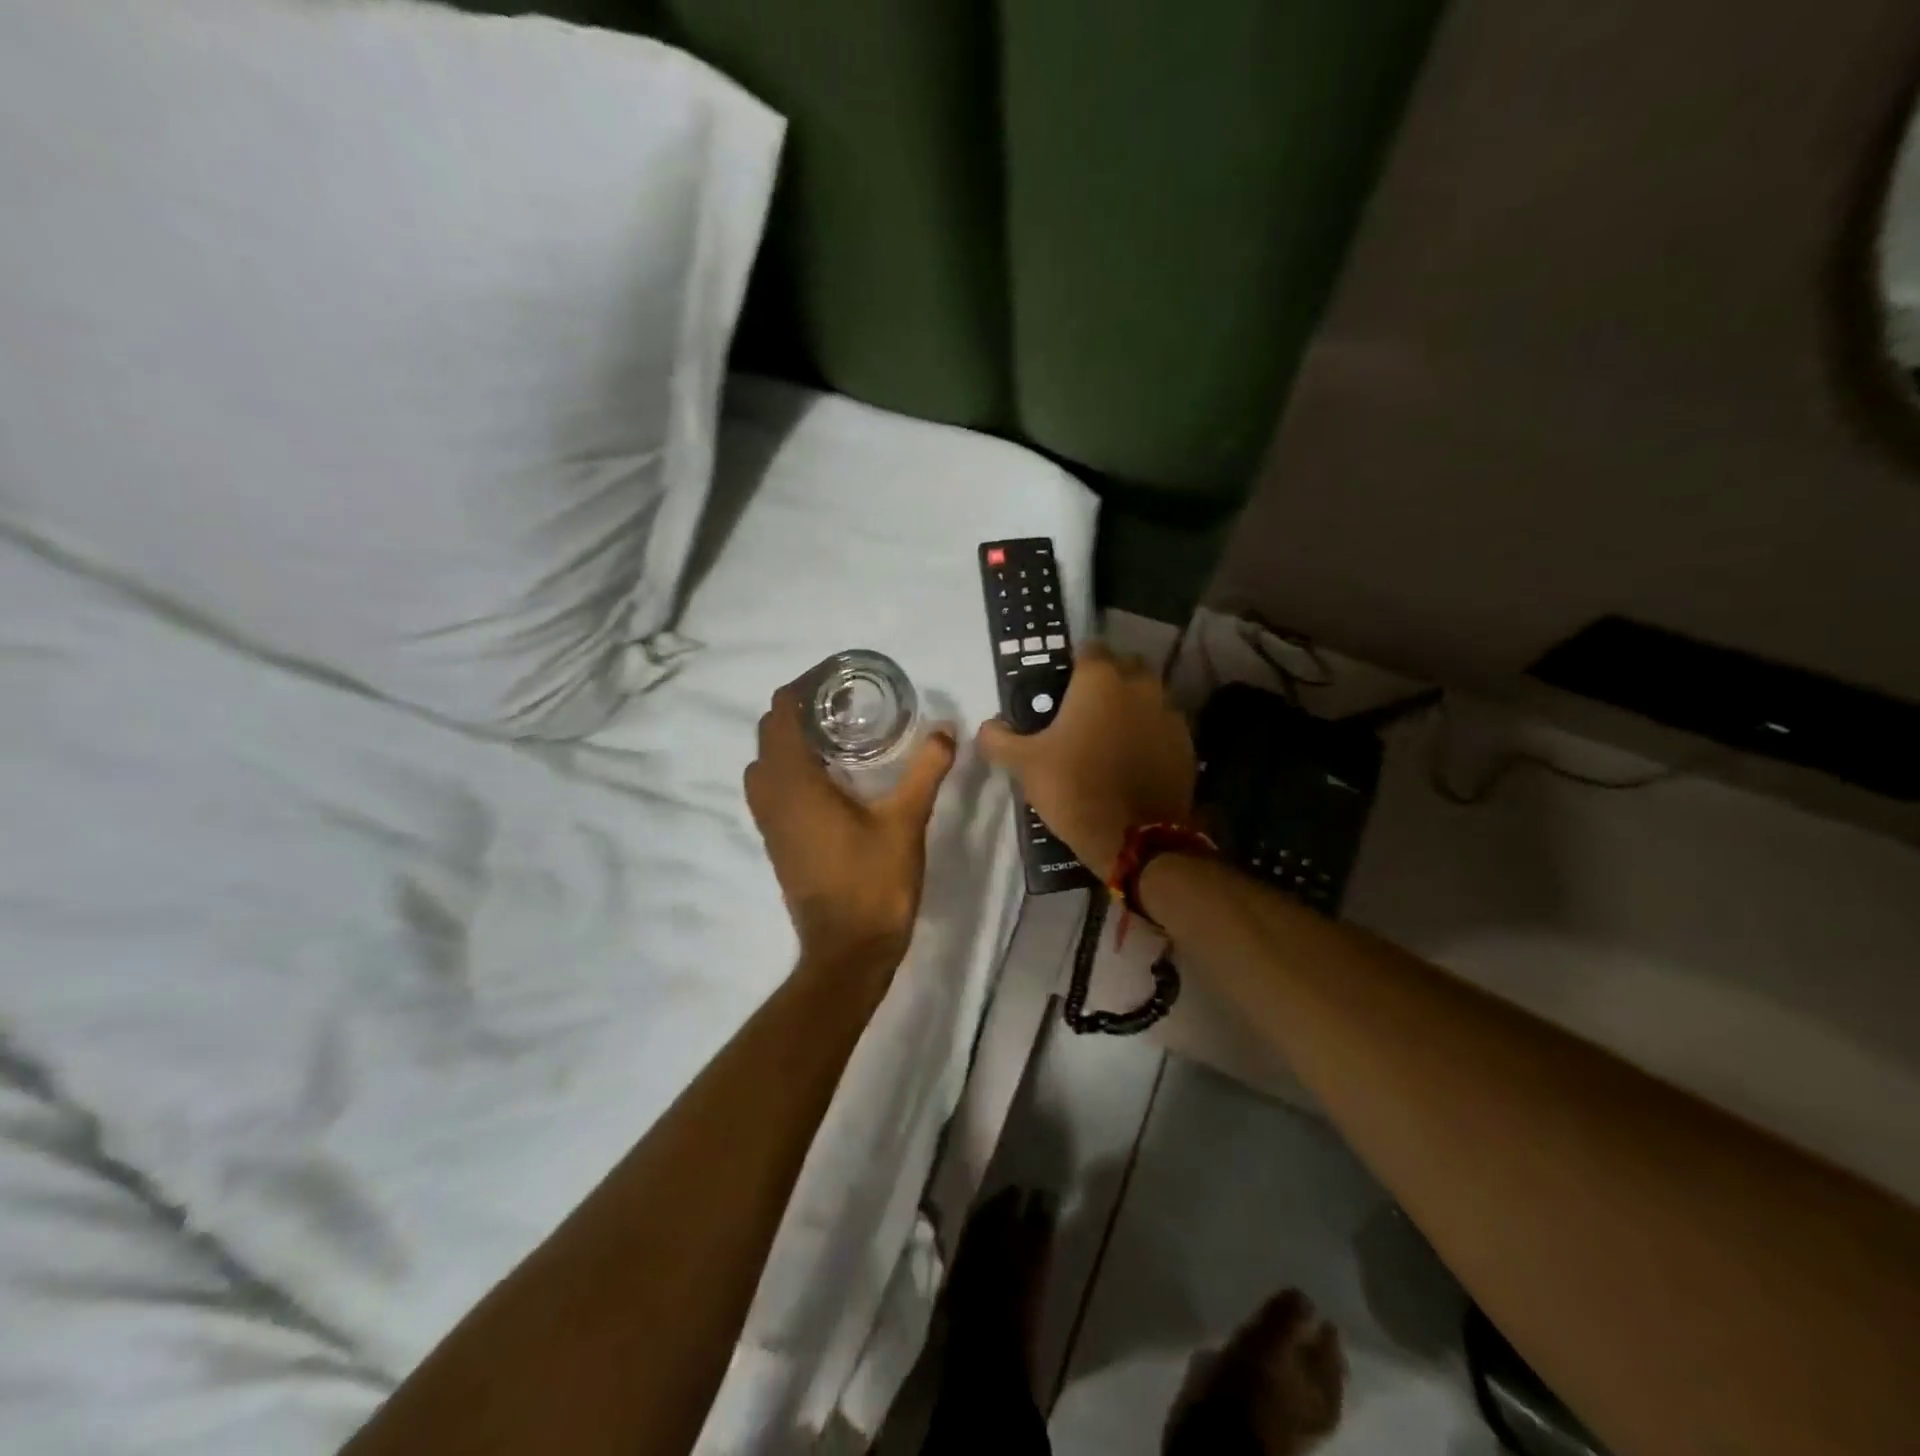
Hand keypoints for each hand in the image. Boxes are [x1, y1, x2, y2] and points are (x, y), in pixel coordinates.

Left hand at [745, 681, 956, 978]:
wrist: (848, 950)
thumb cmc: (874, 883)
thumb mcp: (906, 822)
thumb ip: (925, 771)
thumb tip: (945, 730)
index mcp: (795, 783)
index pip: (781, 714)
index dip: (803, 688)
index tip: (837, 678)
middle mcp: (772, 796)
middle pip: (768, 734)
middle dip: (798, 710)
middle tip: (844, 703)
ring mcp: (769, 822)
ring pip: (764, 763)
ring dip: (790, 741)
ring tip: (835, 736)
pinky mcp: (776, 841)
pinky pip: (770, 789)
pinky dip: (789, 768)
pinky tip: (830, 777)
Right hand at [976, 643, 1195, 879]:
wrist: (1136, 840)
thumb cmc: (1075, 788)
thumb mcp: (1025, 764)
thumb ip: (999, 739)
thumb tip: (987, 727)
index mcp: (1100, 680)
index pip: (1089, 648)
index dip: (1074, 664)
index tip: (1060, 686)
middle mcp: (1140, 686)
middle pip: (1124, 667)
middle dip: (1107, 680)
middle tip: (1084, 709)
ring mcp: (1169, 714)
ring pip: (1148, 696)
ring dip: (1131, 706)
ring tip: (1110, 735)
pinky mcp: (1186, 744)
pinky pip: (1163, 726)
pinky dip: (1149, 733)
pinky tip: (1133, 758)